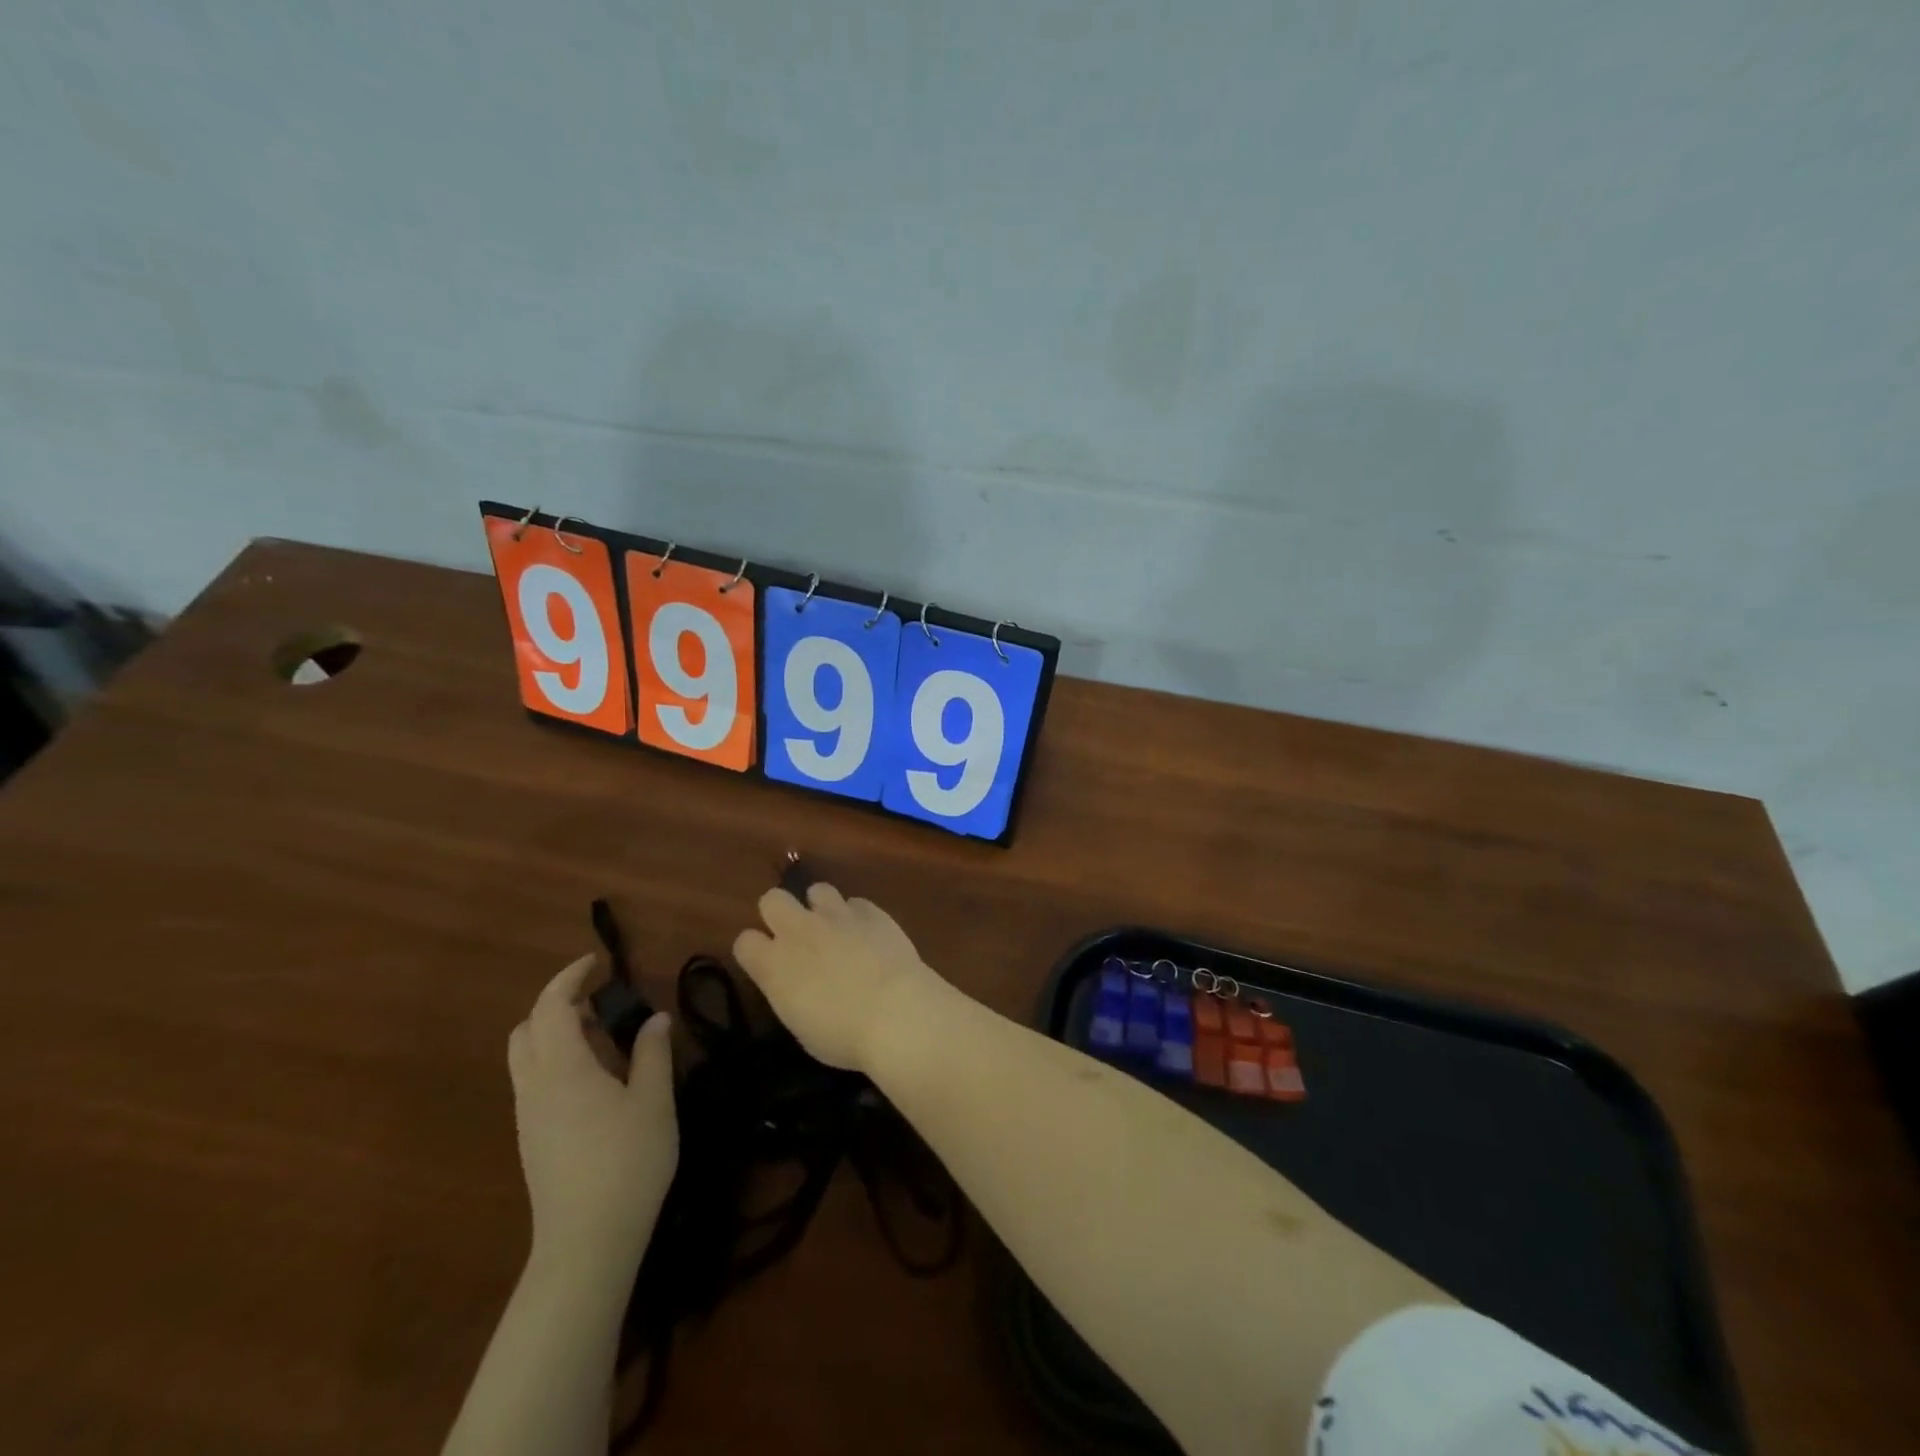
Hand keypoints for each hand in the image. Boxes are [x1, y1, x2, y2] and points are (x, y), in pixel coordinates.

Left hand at [507, 955, 676, 1275]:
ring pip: (526, 1057)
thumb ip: (653, 1053)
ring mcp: (529, 1115)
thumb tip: (656, 1019)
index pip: (551, 1006)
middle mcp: (534, 1086)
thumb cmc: (627, 1163)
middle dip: (557, 1004)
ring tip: (603, 1037)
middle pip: (527, 1029)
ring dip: (557, 1033)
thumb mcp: (653, 1101)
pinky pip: (534, 1081)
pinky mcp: (532, 1139)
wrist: (587, 1243)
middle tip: (600, 1002)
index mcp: (562, 1069)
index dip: (570, 978)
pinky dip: (556, 1060)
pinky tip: (595, 1078)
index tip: (597, 963)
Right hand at [732, 883, 944, 1071]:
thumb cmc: (844, 1036)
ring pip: (817, 889)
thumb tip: (798, 983)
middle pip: (772, 899)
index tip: (767, 962)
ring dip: (821, 907)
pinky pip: (856, 903)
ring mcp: (836, 915)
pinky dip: (858, 916)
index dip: (755, 950)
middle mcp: (799, 931)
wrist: (895, 1013)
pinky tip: (869, 934)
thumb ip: (791, 992)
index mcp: (774, 965)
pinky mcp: (871, 911)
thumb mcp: (801, 1025)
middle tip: (797, 935)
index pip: (744, 942)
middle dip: (780, 913)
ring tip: (836, 929)